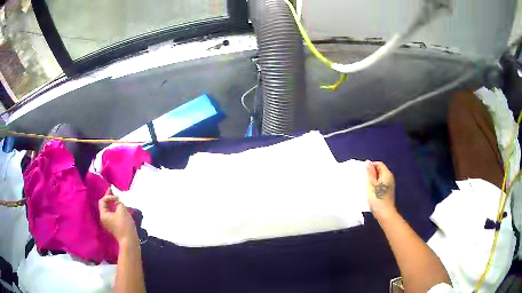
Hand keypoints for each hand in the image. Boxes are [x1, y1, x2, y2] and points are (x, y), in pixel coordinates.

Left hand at [99, 189, 137, 244]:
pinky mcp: (113, 226)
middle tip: (113, 190)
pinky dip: (115, 209)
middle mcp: (104, 218)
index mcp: (103, 214)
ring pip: (108, 210)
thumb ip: (118, 203)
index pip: (102, 201)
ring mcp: (108, 223)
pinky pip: (112, 214)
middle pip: (104, 205)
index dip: (108, 196)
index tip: (117, 197)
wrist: (129, 241)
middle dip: (109, 198)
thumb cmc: (124, 225)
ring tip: (117, 198)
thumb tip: (117, 201)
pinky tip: (120, 207)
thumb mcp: (122, 211)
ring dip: (112, 203)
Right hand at [366, 161, 396, 219]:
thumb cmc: (377, 198)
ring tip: (365, 185)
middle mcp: (390, 178)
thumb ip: (370, 172)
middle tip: (363, 179)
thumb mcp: (371, 184)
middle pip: (380, 170)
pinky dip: (375, 185)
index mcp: (387, 174)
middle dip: (371, 173)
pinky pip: (381, 184)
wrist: (384, 213)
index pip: (379, 164)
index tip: (364, 173)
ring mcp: (389, 185)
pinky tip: (370, 191)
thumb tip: (368, 162)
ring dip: (373, 180)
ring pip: (380, 178)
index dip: (371, 166)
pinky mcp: (388, 192)